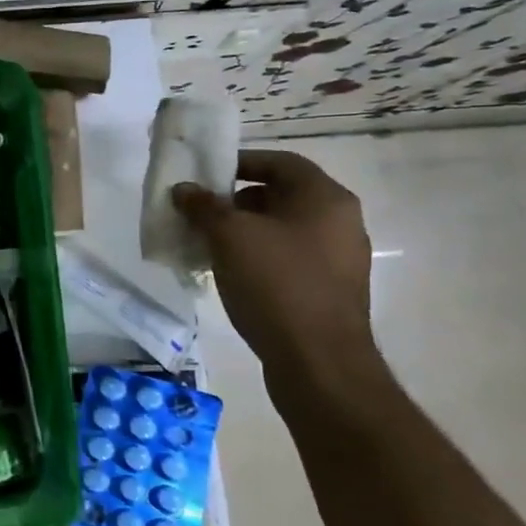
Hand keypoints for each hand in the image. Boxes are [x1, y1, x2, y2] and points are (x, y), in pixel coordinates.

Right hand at [172, 150, 375, 387]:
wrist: (319, 363)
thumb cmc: (276, 284)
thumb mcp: (230, 237)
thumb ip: (204, 206)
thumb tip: (184, 189)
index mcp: (325, 198)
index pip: (280, 162)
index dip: (240, 161)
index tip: (206, 174)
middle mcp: (340, 222)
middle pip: (281, 195)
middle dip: (236, 200)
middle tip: (202, 212)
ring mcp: (338, 259)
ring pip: (282, 230)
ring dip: (244, 231)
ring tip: (208, 244)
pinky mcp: (330, 291)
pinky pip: (289, 259)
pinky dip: (258, 257)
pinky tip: (230, 274)